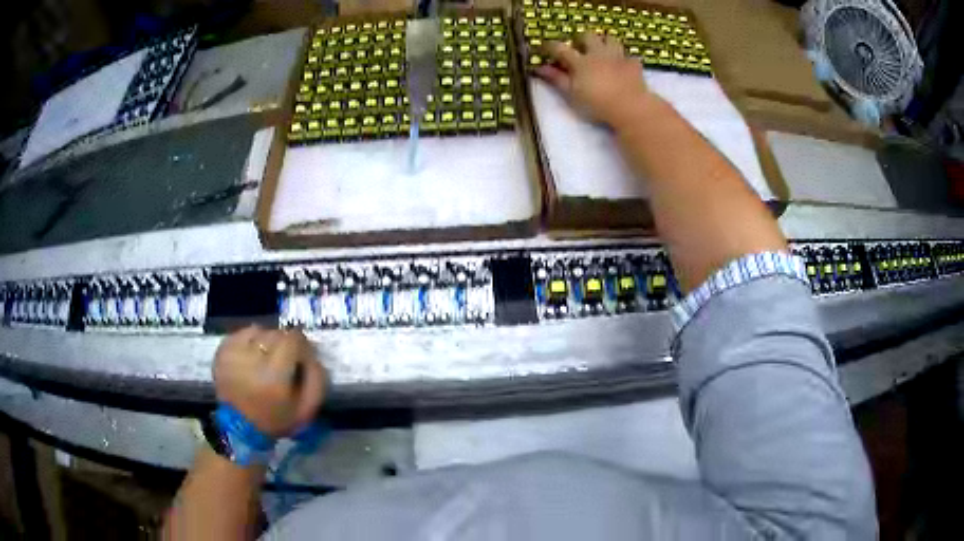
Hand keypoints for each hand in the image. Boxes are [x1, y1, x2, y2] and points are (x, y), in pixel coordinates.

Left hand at [213, 326, 326, 437]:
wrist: (239, 428)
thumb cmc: (275, 420)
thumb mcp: (306, 409)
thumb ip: (317, 380)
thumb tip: (314, 355)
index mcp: (274, 375)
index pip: (293, 339)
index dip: (302, 345)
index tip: (302, 357)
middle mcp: (252, 358)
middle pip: (276, 334)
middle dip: (284, 345)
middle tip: (284, 361)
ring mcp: (234, 353)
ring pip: (258, 331)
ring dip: (266, 342)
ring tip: (265, 358)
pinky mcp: (222, 351)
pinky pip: (241, 334)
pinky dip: (249, 341)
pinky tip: (250, 356)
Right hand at [535, 33, 652, 125]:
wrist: (630, 107)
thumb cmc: (597, 103)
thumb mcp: (572, 93)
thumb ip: (557, 79)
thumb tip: (540, 68)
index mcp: (581, 61)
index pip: (560, 48)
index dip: (550, 46)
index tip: (543, 47)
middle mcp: (598, 54)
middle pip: (588, 36)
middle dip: (581, 39)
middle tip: (579, 47)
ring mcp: (618, 57)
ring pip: (611, 39)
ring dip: (605, 42)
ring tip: (602, 51)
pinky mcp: (634, 65)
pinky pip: (630, 57)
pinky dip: (625, 60)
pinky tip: (623, 66)